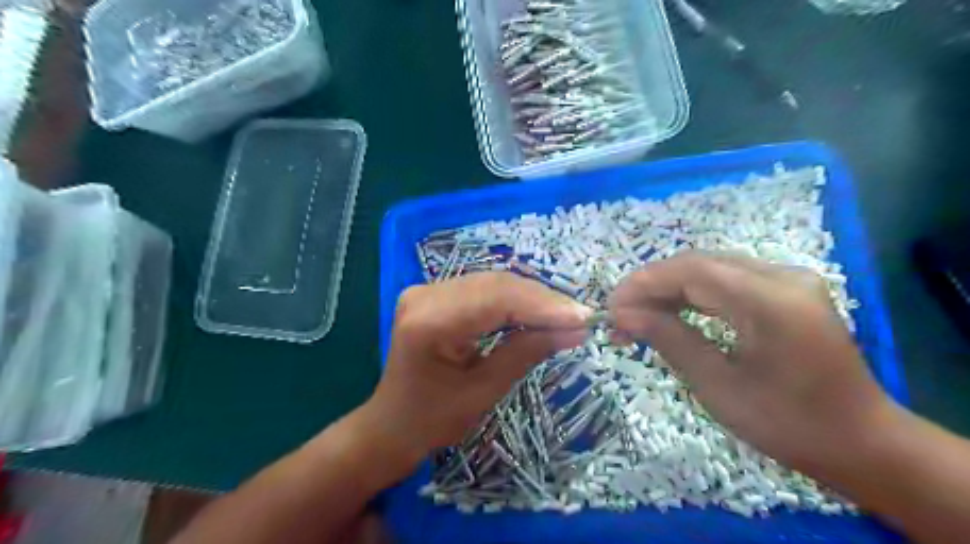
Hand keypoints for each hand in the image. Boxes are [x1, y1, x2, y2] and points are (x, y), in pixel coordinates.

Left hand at [361, 272, 591, 467]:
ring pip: (493, 283)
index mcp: (428, 322)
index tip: (581, 318)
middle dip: (542, 300)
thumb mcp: (484, 392)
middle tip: (578, 318)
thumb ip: (526, 352)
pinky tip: (537, 312)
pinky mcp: (435, 294)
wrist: (393, 423)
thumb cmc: (433, 419)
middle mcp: (424, 295)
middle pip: (495, 284)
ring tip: (565, 316)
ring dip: (532, 298)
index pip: (495, 299)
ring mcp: (427, 290)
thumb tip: (574, 330)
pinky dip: (514, 300)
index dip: (542, 305)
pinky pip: (484, 289)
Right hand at [604, 253, 902, 468]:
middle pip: (699, 263)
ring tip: (637, 317)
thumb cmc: (787, 424)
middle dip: (652, 286)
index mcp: (771, 301)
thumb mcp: (718, 386)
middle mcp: (782, 276)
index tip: (611, 308)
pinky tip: (670, 313)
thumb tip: (623, 314)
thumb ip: (669, 338)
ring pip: (710, 269)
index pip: (691, 271)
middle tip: (620, 316)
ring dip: (669, 289)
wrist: (860, 442)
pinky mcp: (785, 290)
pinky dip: (692, 295)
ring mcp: (787, 279)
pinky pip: (727, 281)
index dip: (644, 283)